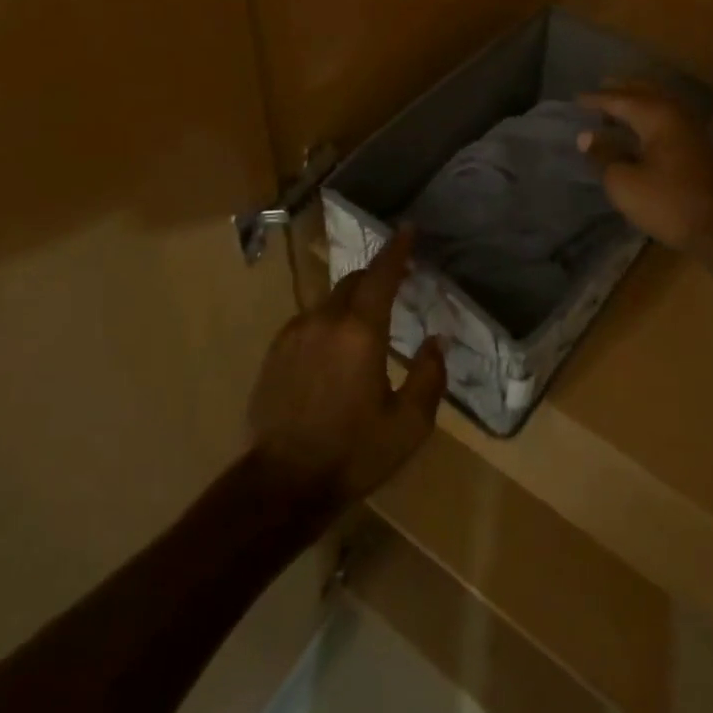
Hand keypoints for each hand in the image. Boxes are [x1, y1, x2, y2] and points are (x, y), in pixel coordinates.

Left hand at [247, 226, 446, 507]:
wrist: (281, 483)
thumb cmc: (353, 453)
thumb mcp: (408, 426)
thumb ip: (428, 377)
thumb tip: (436, 342)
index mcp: (360, 332)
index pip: (381, 275)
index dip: (397, 250)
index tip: (408, 229)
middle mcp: (324, 320)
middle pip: (353, 282)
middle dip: (375, 276)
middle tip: (395, 284)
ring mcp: (295, 333)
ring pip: (330, 302)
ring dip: (352, 303)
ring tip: (366, 328)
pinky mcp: (276, 351)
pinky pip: (310, 322)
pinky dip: (329, 324)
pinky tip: (335, 353)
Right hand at [578, 80, 712, 251]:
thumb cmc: (667, 203)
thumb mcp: (624, 182)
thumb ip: (604, 154)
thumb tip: (587, 136)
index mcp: (657, 116)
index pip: (619, 99)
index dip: (596, 100)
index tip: (575, 100)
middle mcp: (677, 113)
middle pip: (645, 92)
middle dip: (620, 91)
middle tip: (599, 92)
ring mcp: (694, 128)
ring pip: (661, 103)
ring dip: (638, 101)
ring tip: (618, 108)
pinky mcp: (702, 145)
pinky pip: (671, 117)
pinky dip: (652, 115)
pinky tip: (643, 128)